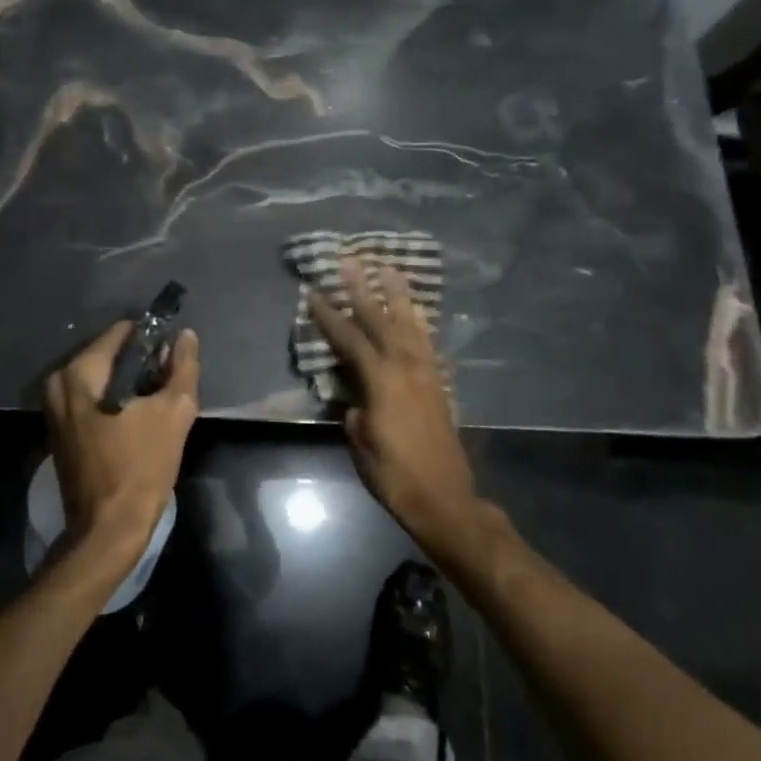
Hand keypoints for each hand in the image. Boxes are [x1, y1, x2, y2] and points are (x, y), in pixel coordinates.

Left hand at [43, 322, 200, 562]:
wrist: (107, 531)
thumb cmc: (141, 467)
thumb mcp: (174, 412)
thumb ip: (183, 367)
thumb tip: (185, 336)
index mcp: (80, 372)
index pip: (123, 332)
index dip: (153, 342)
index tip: (174, 361)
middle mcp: (59, 382)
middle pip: (111, 354)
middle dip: (142, 366)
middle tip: (168, 387)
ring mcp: (55, 408)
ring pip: (102, 378)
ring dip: (130, 386)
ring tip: (156, 407)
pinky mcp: (60, 430)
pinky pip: (92, 399)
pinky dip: (115, 402)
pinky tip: (138, 422)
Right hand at [307, 260, 481, 552]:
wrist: (445, 499)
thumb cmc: (395, 477)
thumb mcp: (362, 446)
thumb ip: (355, 414)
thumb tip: (354, 400)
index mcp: (382, 383)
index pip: (350, 340)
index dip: (330, 317)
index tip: (314, 293)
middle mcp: (405, 369)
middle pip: (381, 321)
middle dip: (363, 290)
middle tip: (351, 261)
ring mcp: (426, 374)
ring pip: (409, 324)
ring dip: (397, 295)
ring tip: (388, 268)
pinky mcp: (439, 383)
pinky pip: (427, 342)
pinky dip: (419, 321)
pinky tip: (416, 309)